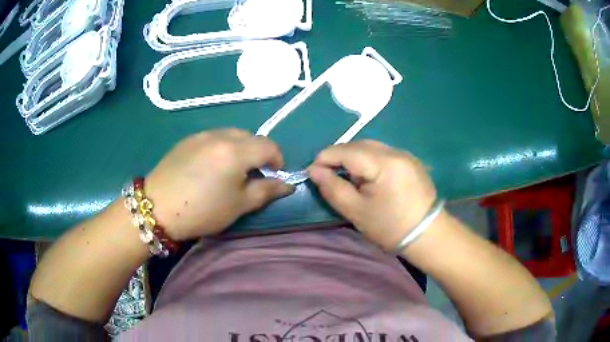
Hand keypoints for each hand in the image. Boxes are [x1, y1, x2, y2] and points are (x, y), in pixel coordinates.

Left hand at [145, 129, 293, 240]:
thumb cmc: (202, 210)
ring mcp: (202, 134)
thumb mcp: (238, 205)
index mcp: (236, 151)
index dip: (277, 160)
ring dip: (240, 148)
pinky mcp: (187, 139)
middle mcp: (221, 135)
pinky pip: (213, 137)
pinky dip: (222, 147)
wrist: (157, 207)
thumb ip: (267, 191)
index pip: (269, 145)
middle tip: (251, 175)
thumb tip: (288, 185)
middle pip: (251, 136)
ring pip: (232, 134)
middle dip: (259, 153)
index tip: (273, 176)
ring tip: (230, 170)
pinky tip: (210, 167)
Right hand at [308, 140, 437, 250]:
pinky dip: (368, 160)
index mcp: (383, 163)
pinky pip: (382, 153)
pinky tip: (367, 177)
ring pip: (370, 147)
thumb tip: (314, 170)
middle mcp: (395, 151)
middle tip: (328, 175)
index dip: (324, 158)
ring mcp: (405, 154)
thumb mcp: (356, 211)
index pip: (346, 150)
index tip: (312, 173)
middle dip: (338, 156)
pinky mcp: (410, 161)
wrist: (427, 235)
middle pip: (358, 144)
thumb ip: (332, 188)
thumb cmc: (390, 227)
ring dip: (353, 157)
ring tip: (346, 177)